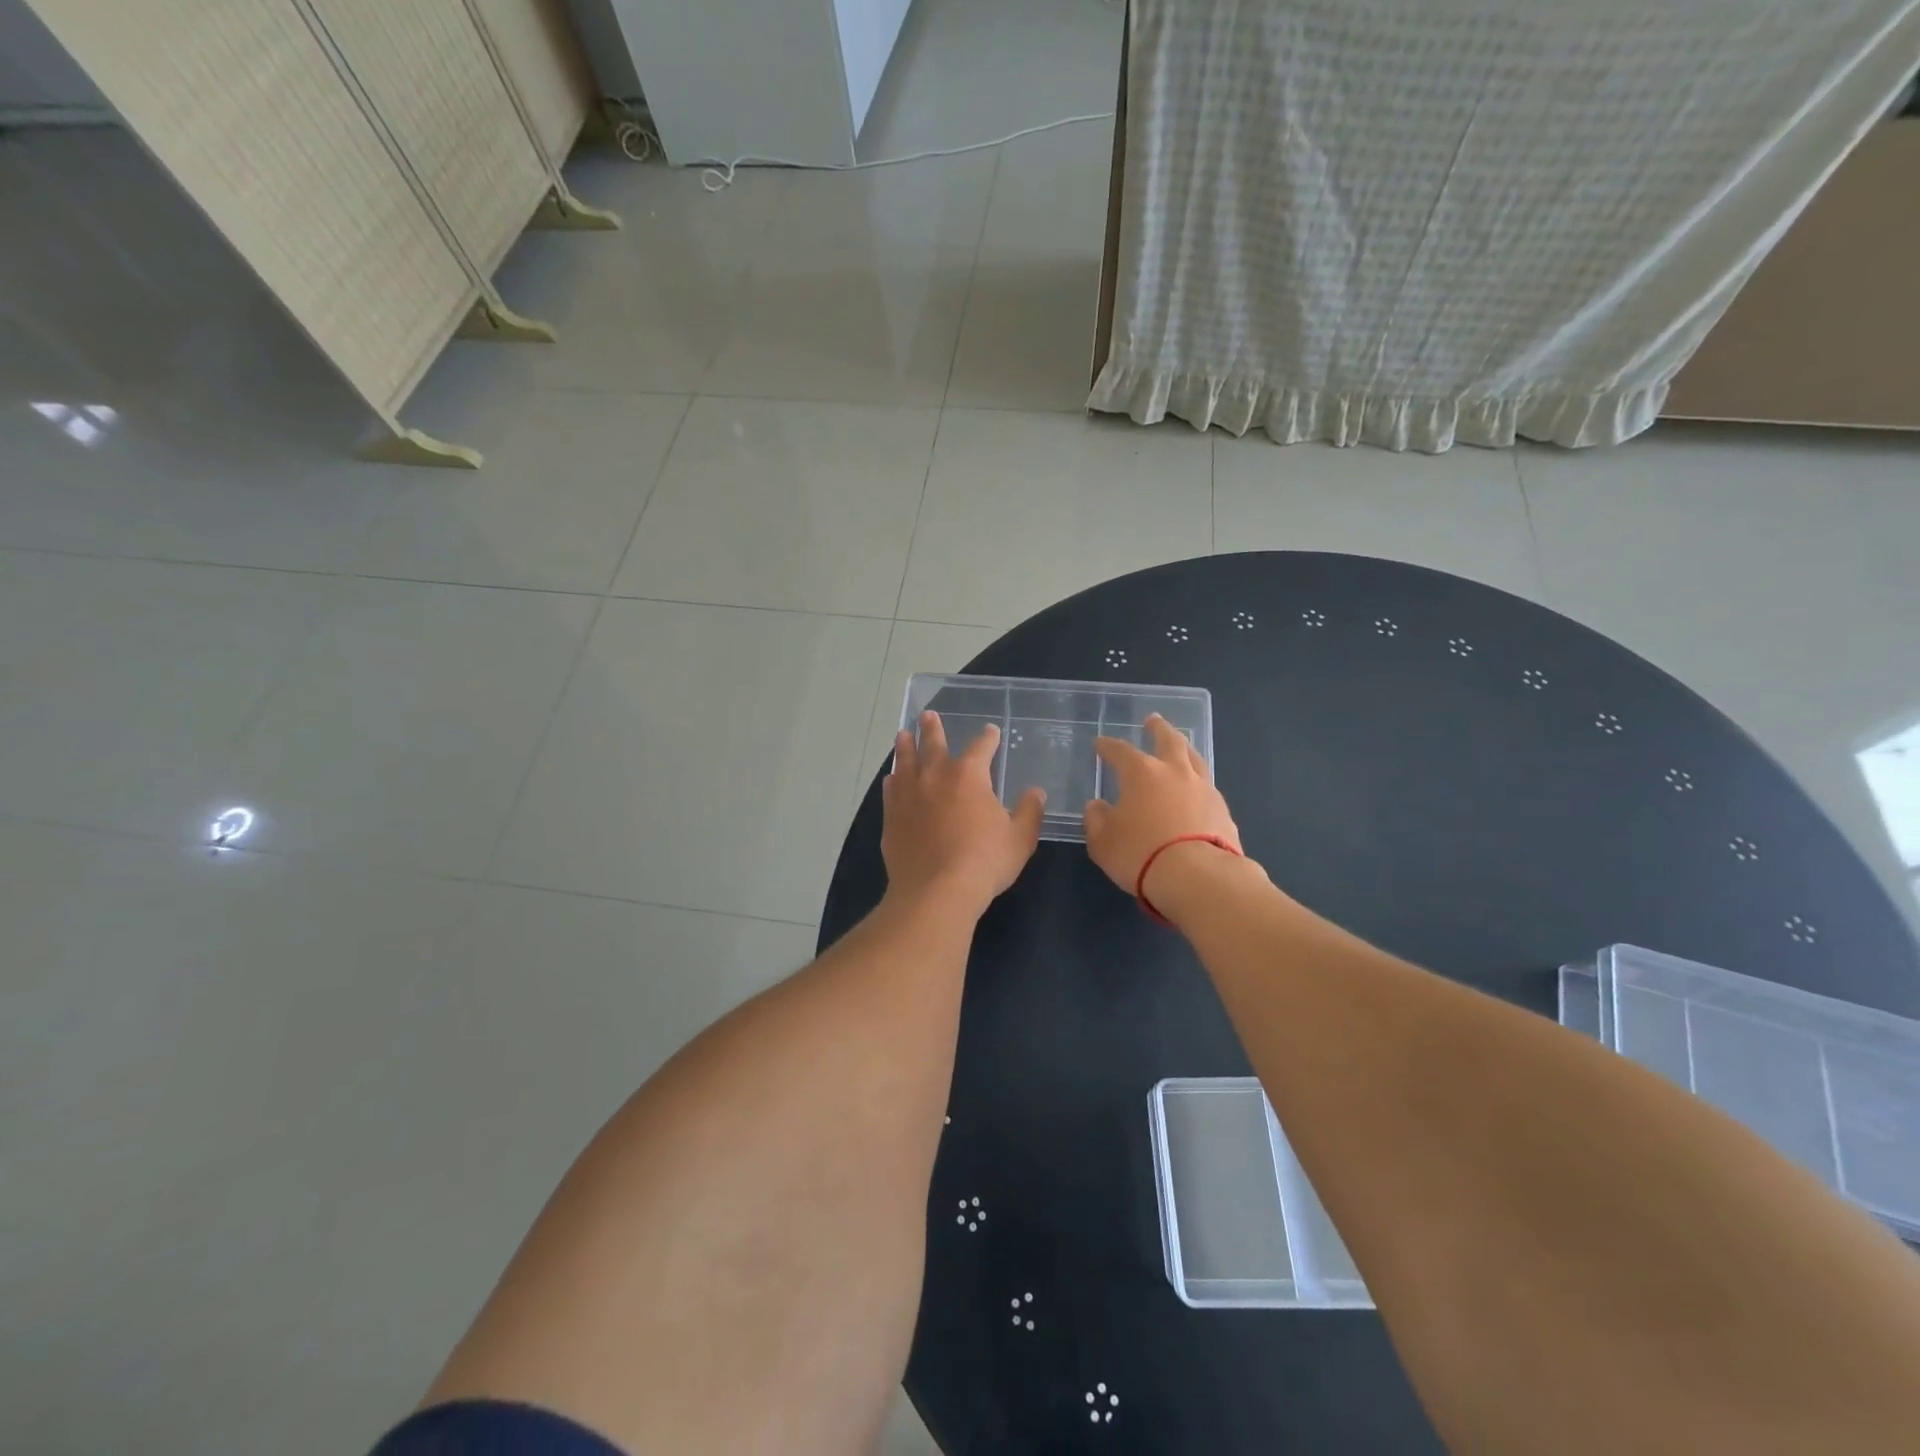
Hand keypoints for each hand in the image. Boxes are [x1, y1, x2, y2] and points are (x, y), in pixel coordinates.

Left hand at [883, 711, 1044, 916]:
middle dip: (932, 728)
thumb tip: (1036, 793)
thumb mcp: (1019, 838)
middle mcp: (935, 777)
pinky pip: (891, 792)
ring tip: (902, 735)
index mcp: (969, 775)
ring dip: (905, 747)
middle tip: (927, 715)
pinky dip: (893, 782)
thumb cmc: (984, 861)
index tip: (990, 731)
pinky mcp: (892, 817)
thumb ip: (1028, 812)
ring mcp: (909, 796)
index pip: (981, 747)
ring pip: (905, 762)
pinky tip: (892, 780)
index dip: (988, 738)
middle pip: (933, 744)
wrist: (936, 891)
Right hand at [1084, 715, 1242, 897]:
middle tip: (1153, 720)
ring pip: (1194, 758)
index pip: (1120, 751)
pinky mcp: (1223, 810)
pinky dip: (1197, 782)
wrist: (1199, 878)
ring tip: (1180, 746)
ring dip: (1184, 749)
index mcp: (1141, 773)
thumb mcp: (1103, 842)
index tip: (1100, 744)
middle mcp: (1175, 772)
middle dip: (1158, 728)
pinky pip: (1207, 786)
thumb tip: (1097, 806)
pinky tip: (1195, 790)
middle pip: (1169, 740)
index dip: (1108, 747)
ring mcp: (1204, 789)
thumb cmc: (1141, 854)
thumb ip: (1097, 820)